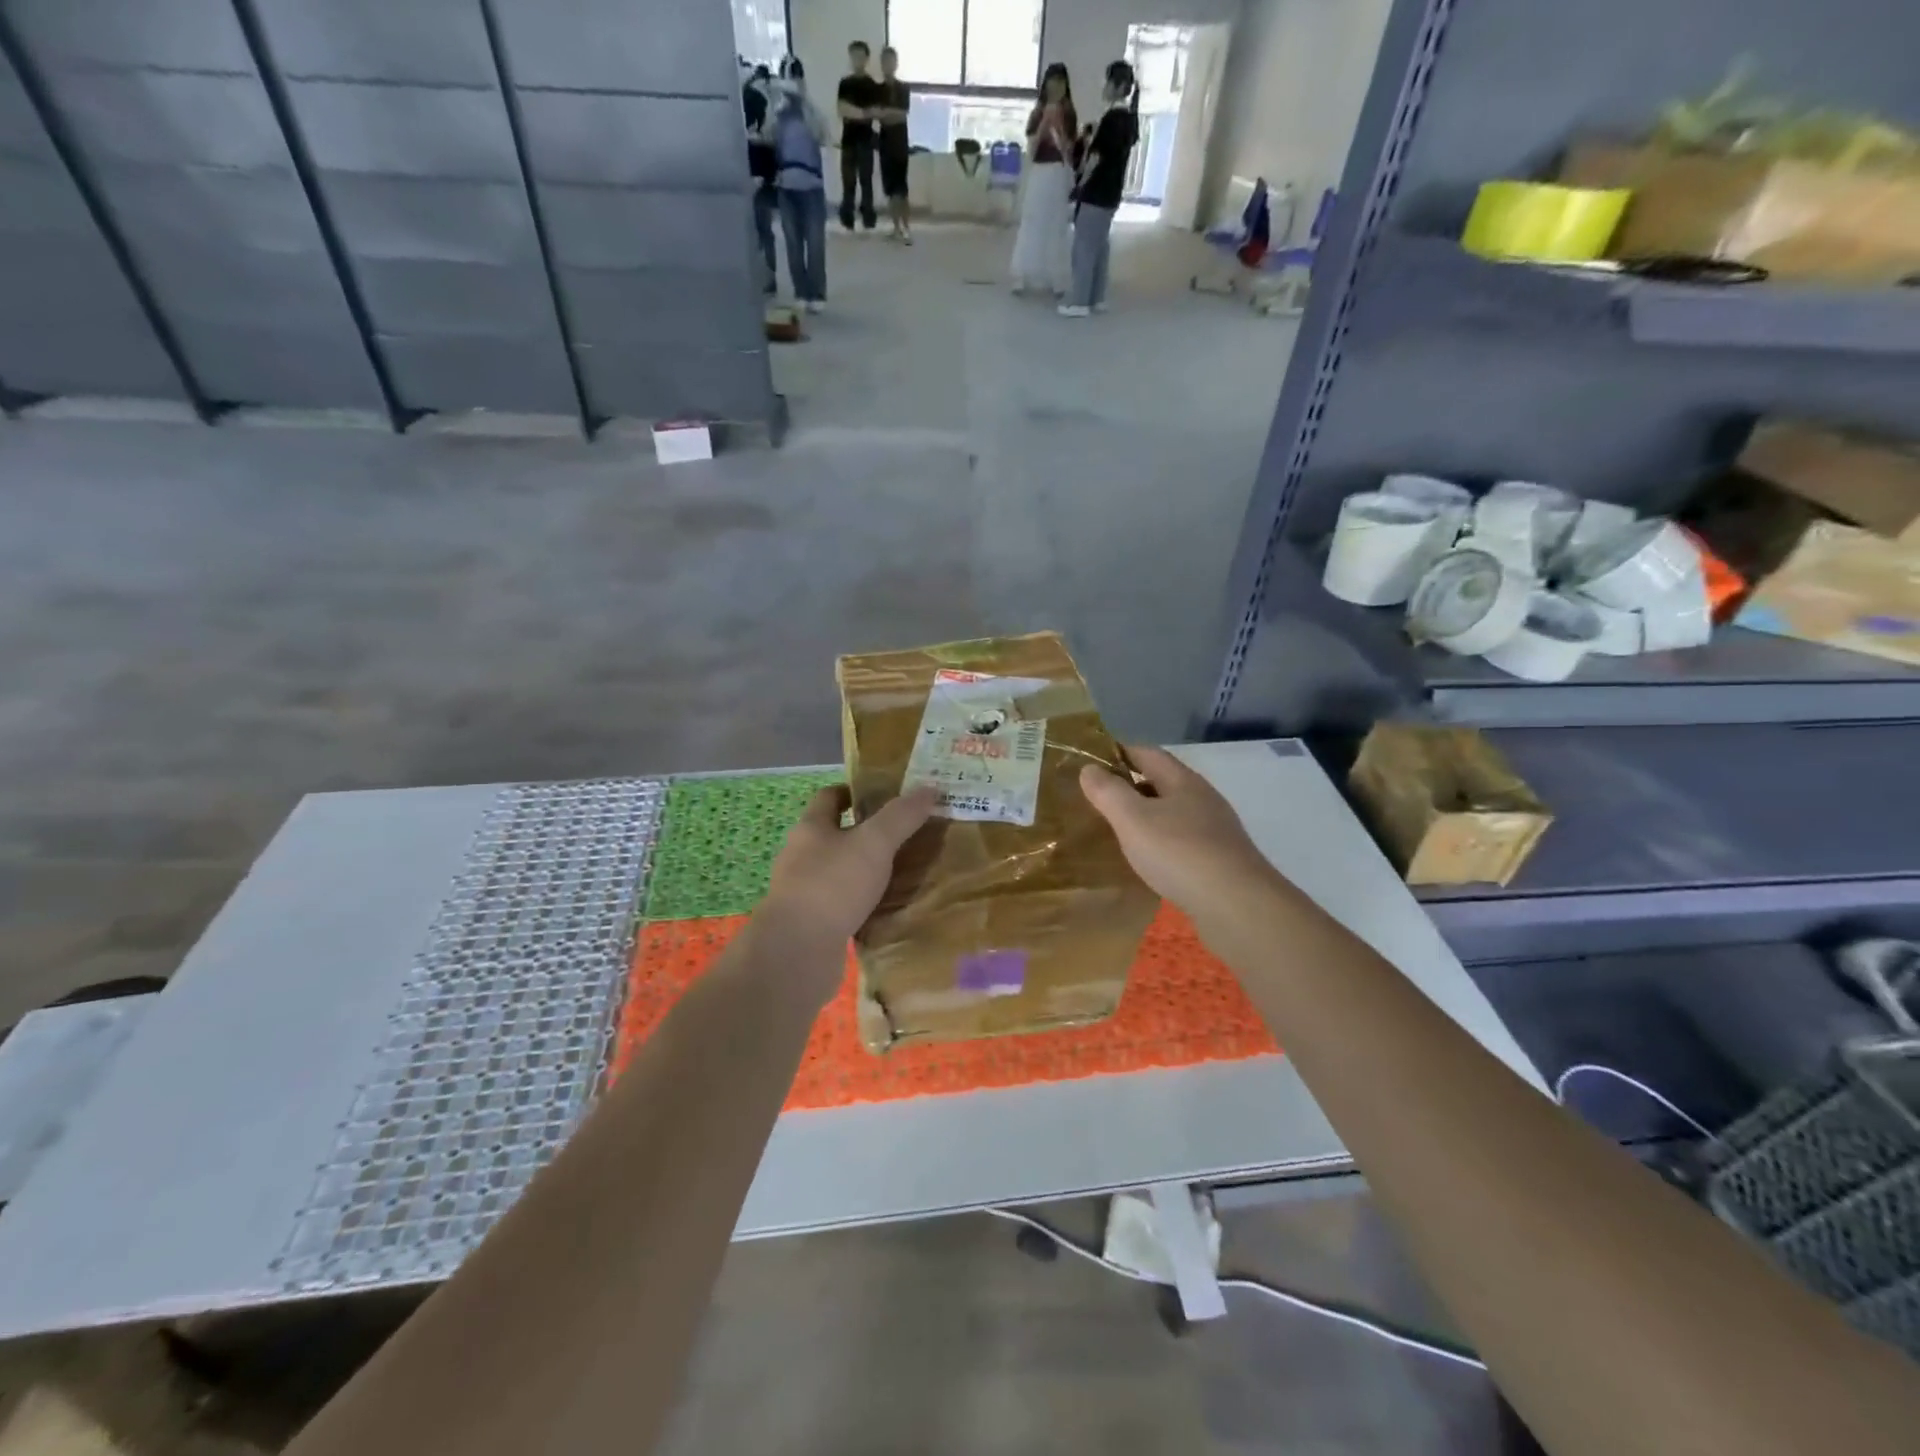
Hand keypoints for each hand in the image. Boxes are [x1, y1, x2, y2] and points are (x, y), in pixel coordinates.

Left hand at [761, 784, 935, 963]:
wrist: (797, 952)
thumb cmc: (832, 885)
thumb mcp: (874, 843)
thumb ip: (901, 816)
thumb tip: (929, 789)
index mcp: (811, 828)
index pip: (829, 797)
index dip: (855, 792)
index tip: (886, 795)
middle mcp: (802, 856)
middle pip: (835, 835)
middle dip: (867, 833)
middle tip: (906, 834)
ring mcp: (804, 892)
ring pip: (840, 872)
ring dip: (866, 871)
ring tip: (904, 873)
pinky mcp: (812, 924)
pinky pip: (843, 906)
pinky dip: (863, 904)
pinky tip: (888, 909)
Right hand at [1080, 747, 1277, 929]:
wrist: (1236, 905)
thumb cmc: (1179, 853)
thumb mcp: (1132, 819)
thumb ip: (1108, 792)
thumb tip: (1089, 768)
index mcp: (1183, 781)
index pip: (1147, 753)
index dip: (1119, 752)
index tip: (1092, 761)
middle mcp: (1203, 798)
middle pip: (1162, 782)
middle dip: (1131, 785)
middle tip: (1098, 798)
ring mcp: (1215, 830)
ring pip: (1173, 813)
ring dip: (1147, 816)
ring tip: (1119, 830)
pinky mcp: (1220, 860)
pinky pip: (1182, 841)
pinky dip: (1161, 842)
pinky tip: (1149, 860)